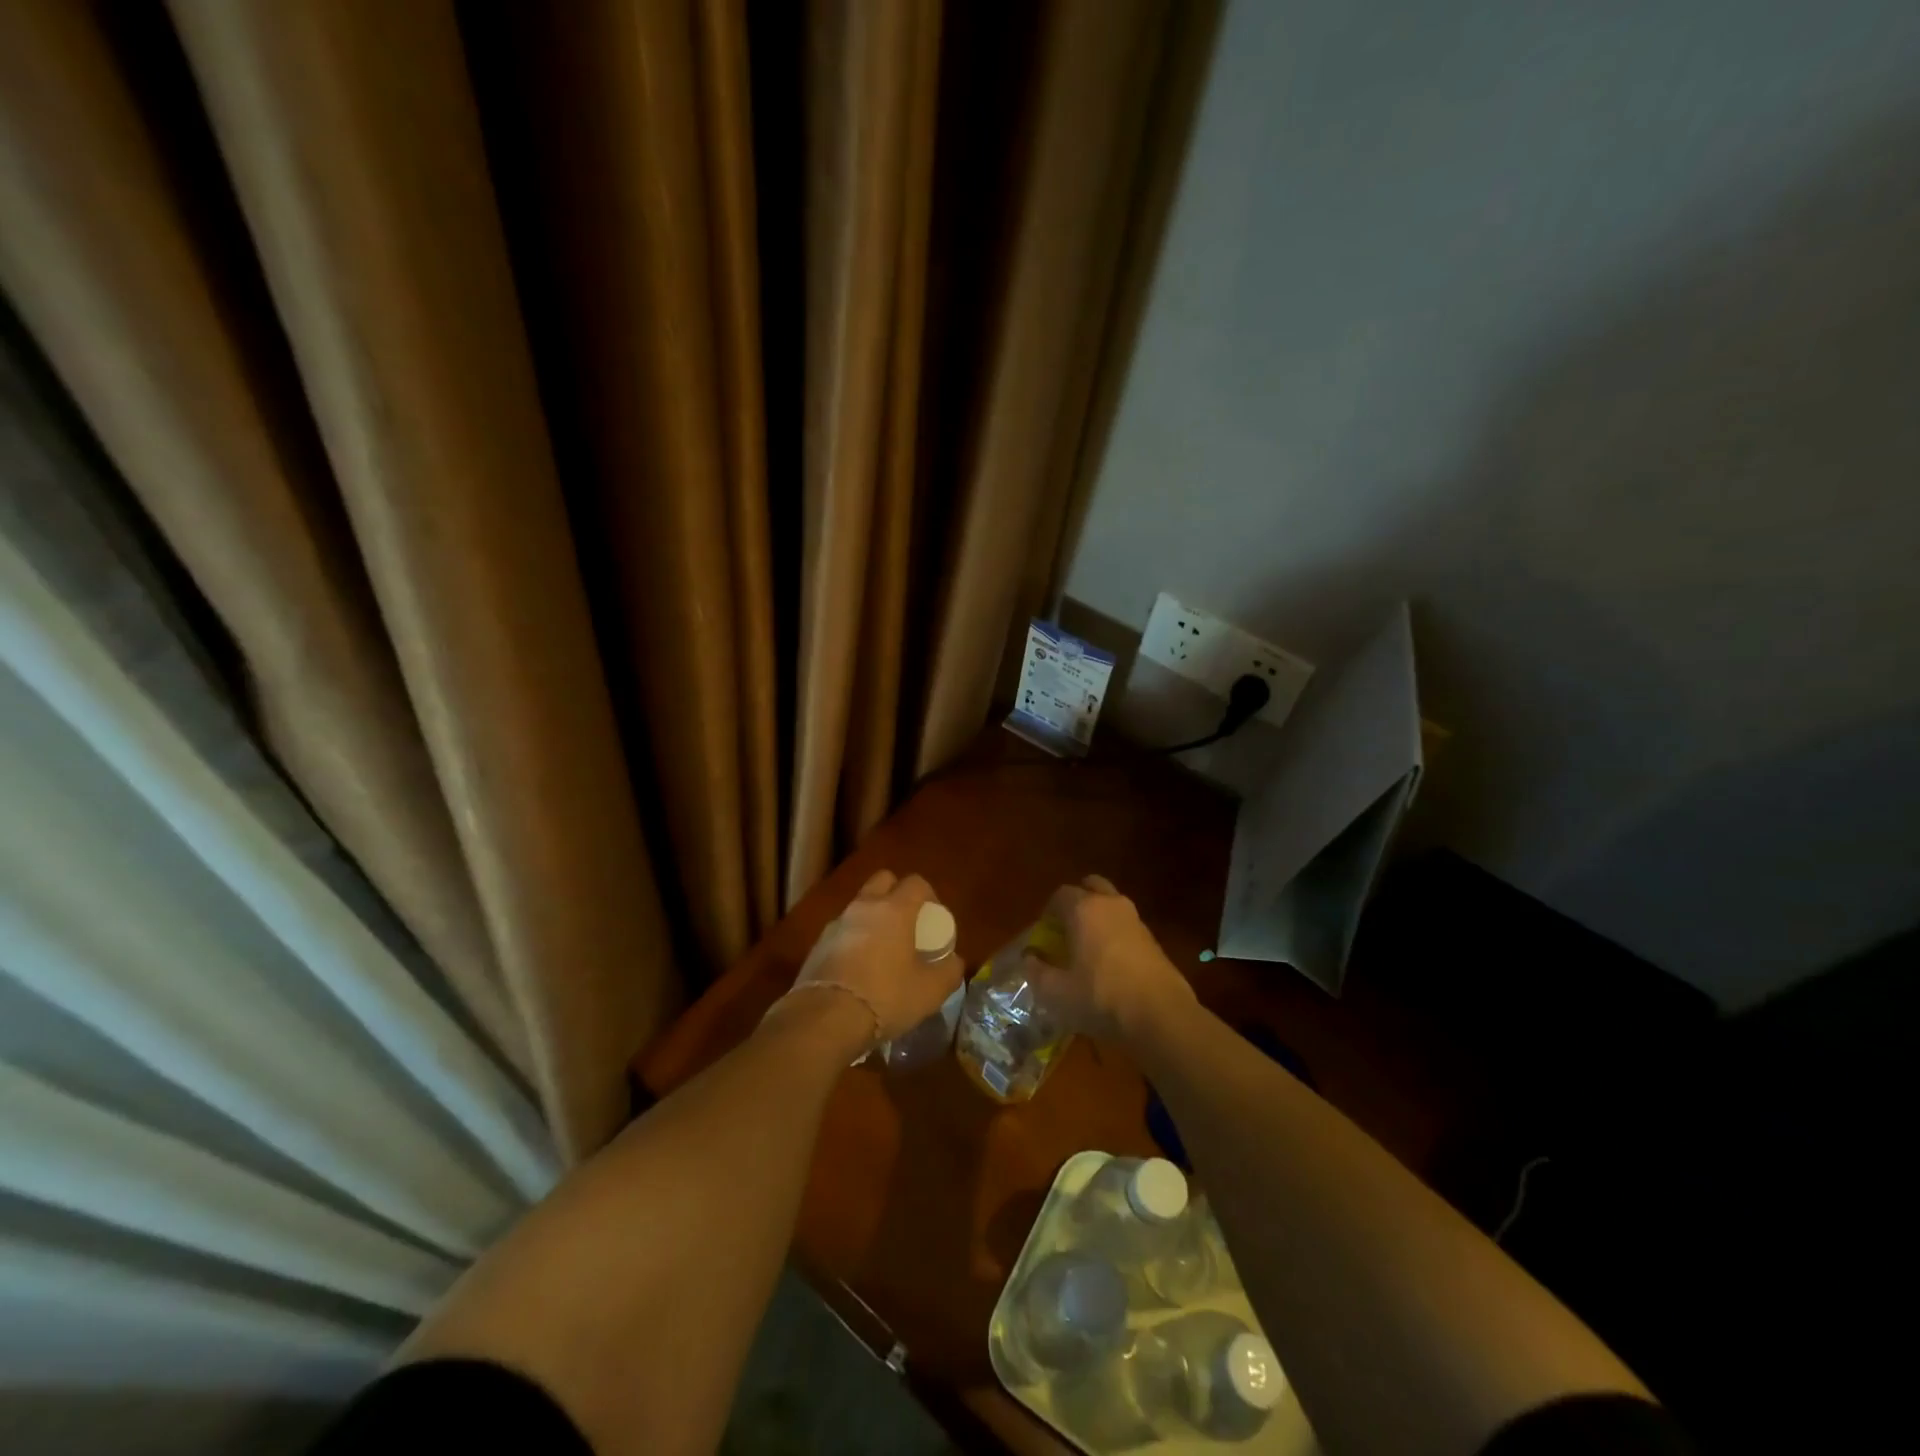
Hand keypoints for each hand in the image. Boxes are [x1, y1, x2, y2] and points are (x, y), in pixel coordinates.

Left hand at [782, 869, 962, 1043]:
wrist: (825, 1018)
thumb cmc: (885, 996)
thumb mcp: (930, 991)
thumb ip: (949, 970)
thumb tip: (953, 960)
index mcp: (895, 909)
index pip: (916, 882)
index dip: (929, 895)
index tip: (934, 918)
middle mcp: (864, 906)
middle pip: (883, 881)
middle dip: (896, 893)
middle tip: (907, 922)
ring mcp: (837, 923)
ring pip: (860, 906)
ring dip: (872, 918)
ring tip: (882, 949)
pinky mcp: (817, 944)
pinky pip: (842, 931)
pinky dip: (853, 940)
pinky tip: (858, 969)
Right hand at [1023, 875, 1194, 1042]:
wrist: (1160, 1015)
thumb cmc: (1100, 997)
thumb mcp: (1056, 992)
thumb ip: (1036, 971)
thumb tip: (1029, 958)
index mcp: (1083, 909)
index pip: (1060, 894)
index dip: (1048, 912)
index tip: (1044, 934)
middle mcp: (1110, 905)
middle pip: (1091, 886)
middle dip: (1077, 901)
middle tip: (1067, 929)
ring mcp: (1136, 920)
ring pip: (1112, 905)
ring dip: (1098, 917)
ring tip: (1088, 947)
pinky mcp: (1153, 939)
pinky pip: (1126, 925)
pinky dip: (1115, 933)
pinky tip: (1110, 963)